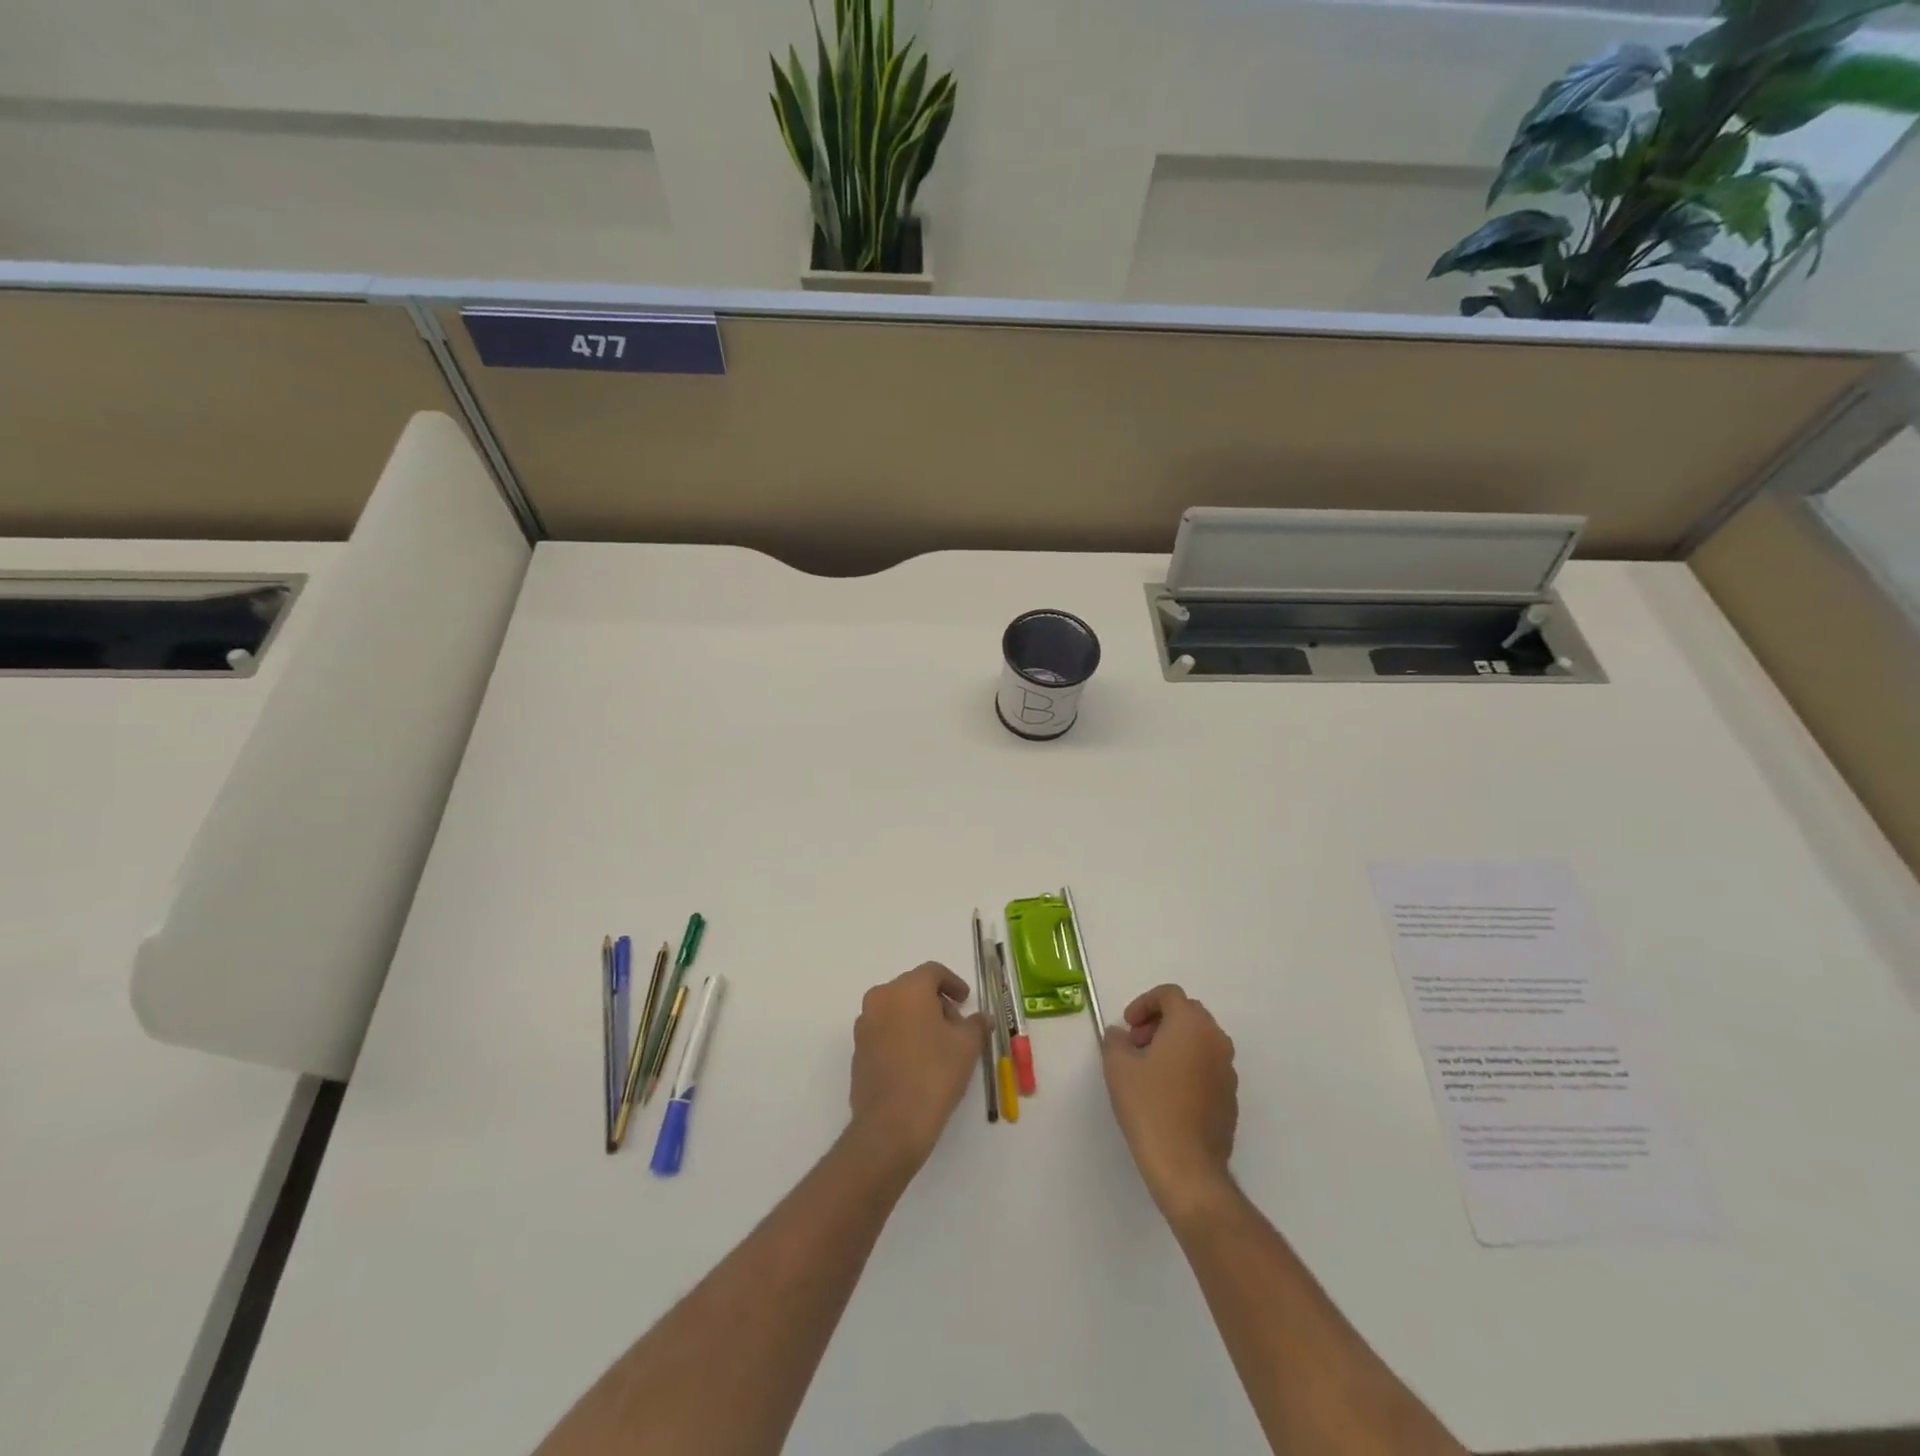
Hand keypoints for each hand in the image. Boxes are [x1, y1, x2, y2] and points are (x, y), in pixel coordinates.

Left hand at [848, 962, 988, 1175]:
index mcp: (907, 989)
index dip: (953, 983)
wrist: (891, 1124)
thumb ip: (976, 1024)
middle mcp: (880, 999)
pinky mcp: (858, 1050)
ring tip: (939, 1045)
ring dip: (918, 1019)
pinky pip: (884, 1031)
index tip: (966, 1000)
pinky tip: (918, 1061)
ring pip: (896, 1010)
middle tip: (956, 1025)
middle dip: (936, 1002)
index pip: (933, 972)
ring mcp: (864, 1025)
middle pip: (912, 989)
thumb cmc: (934, 1074)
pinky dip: (901, 1036)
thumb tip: (981, 1018)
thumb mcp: (967, 1046)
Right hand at [1102, 984, 1237, 1219]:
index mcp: (1191, 1025)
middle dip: (1159, 1021)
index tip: (1128, 1026)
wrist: (1187, 1167)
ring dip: (1174, 1043)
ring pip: (1200, 1040)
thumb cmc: (1150, 1107)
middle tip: (1136, 1044)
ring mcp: (1228, 1070)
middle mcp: (1216, 1040)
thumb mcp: (1118, 1067)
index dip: (1144, 1003)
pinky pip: (1207, 1066)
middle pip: (1187, 1014)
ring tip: (1149, 1070)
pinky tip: (1168, 1094)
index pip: (1169, 994)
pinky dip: (1188, 1066)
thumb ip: (1116, 1040)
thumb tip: (1120, 1035)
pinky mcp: (1230, 1097)